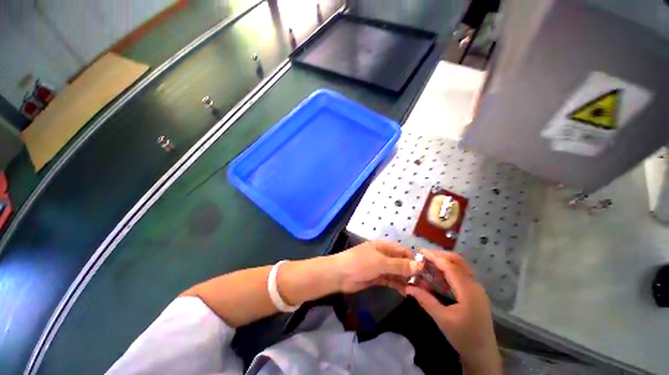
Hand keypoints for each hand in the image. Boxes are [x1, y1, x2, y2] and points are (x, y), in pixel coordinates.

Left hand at [330, 241, 419, 293]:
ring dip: (405, 279)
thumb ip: (399, 265)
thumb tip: (419, 265)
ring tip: (418, 290)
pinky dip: (397, 285)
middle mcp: (383, 256)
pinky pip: (390, 280)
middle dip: (411, 271)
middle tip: (426, 284)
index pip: (403, 251)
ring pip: (396, 272)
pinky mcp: (376, 278)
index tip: (427, 271)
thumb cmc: (360, 263)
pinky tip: (406, 292)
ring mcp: (379, 267)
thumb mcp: (380, 262)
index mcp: (384, 247)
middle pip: (400, 262)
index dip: (414, 260)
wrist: (340, 274)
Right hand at [406, 250, 501, 374]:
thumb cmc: (463, 337)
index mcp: (468, 291)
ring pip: (460, 267)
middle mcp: (474, 285)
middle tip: (423, 256)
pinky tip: (438, 276)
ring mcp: (476, 288)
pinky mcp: (474, 293)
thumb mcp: (442, 319)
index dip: (434, 257)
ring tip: (428, 264)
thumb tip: (408, 287)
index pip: (449, 266)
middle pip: (458, 262)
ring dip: (444, 262)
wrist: (483, 354)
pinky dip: (448, 270)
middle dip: (440, 255)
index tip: (419, 251)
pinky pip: (461, 275)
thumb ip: (425, 300)